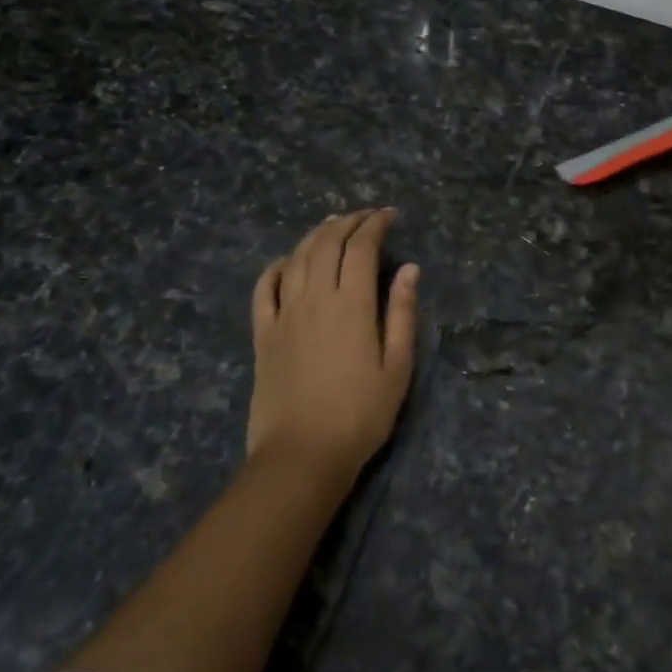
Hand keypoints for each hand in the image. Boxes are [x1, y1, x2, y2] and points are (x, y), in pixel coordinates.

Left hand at [247, 209, 419, 486]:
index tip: (390, 215)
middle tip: (365, 216)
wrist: (301, 456)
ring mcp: (283, 315)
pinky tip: (288, 261)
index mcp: (351, 305)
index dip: (376, 225)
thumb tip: (409, 268)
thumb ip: (402, 313)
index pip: (361, 248)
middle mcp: (314, 299)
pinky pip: (264, 288)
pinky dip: (277, 266)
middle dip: (348, 222)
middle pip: (327, 244)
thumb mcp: (397, 367)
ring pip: (297, 258)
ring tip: (332, 225)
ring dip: (316, 235)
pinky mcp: (263, 335)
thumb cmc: (360, 415)